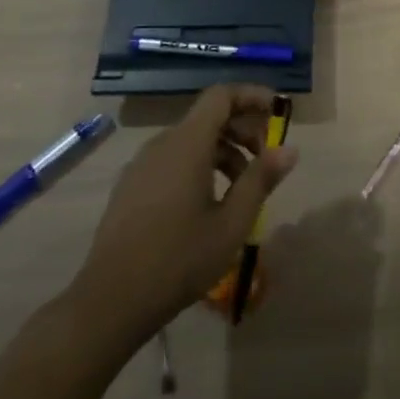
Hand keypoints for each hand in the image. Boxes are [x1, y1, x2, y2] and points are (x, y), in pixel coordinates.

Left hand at [69, 85, 297, 342]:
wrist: (109, 302)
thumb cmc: (179, 259)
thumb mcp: (232, 223)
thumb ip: (261, 179)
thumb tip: (290, 149)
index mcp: (187, 143)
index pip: (222, 95)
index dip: (252, 95)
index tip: (277, 111)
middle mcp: (162, 144)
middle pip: (209, 117)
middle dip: (243, 130)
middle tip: (266, 160)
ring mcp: (142, 165)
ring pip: (192, 141)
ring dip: (224, 152)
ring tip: (242, 189)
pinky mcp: (131, 186)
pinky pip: (173, 159)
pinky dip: (200, 165)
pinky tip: (209, 203)